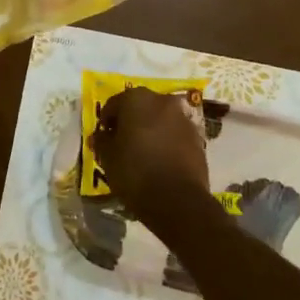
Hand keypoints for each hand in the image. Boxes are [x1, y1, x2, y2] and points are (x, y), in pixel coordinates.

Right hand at [92, 88, 212, 224]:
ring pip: (159, 120)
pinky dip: (166, 142)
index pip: (113, 104)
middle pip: (139, 108)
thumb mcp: (108, 158)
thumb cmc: (135, 172)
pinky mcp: (198, 137)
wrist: (179, 201)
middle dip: (130, 123)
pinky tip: (160, 161)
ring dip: (150, 131)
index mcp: (136, 98)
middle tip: (122, 144)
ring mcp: (183, 118)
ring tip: (142, 154)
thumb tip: (101, 135)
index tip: (104, 139)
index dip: (106, 122)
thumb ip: (102, 140)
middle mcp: (162, 100)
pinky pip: (174, 135)